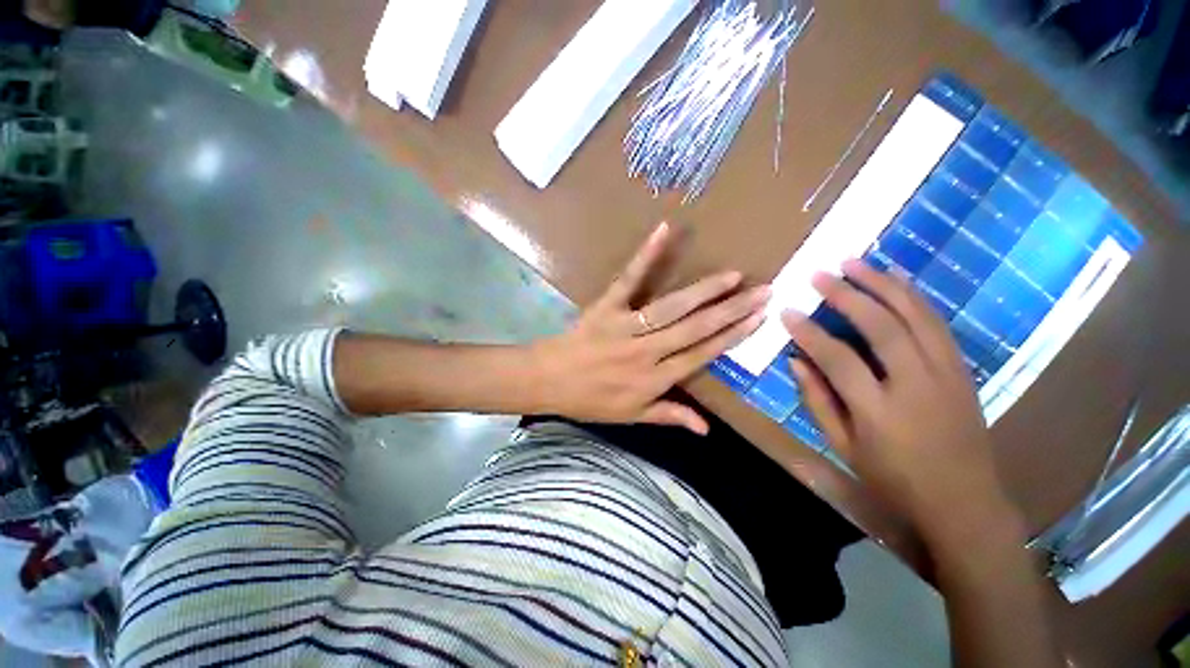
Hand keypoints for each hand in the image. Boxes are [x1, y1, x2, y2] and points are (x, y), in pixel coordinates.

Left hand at [530, 222, 768, 434]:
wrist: (548, 381)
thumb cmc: (590, 401)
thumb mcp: (631, 416)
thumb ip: (670, 416)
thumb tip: (708, 429)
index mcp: (654, 379)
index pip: (702, 355)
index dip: (732, 337)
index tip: (759, 318)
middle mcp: (646, 352)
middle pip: (694, 329)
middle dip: (731, 310)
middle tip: (763, 291)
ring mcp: (625, 327)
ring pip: (671, 308)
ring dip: (704, 291)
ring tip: (733, 276)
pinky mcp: (605, 306)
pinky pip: (628, 280)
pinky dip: (645, 256)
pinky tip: (664, 231)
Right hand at [781, 260, 1016, 542]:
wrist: (966, 503)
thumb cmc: (895, 479)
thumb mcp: (843, 447)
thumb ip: (817, 401)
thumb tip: (796, 361)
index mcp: (880, 412)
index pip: (838, 358)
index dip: (809, 332)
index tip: (788, 311)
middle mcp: (917, 385)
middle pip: (882, 326)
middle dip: (848, 294)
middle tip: (821, 274)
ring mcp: (946, 374)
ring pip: (915, 315)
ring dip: (883, 284)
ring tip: (856, 262)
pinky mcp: (962, 370)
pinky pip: (936, 323)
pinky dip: (914, 297)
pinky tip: (896, 280)